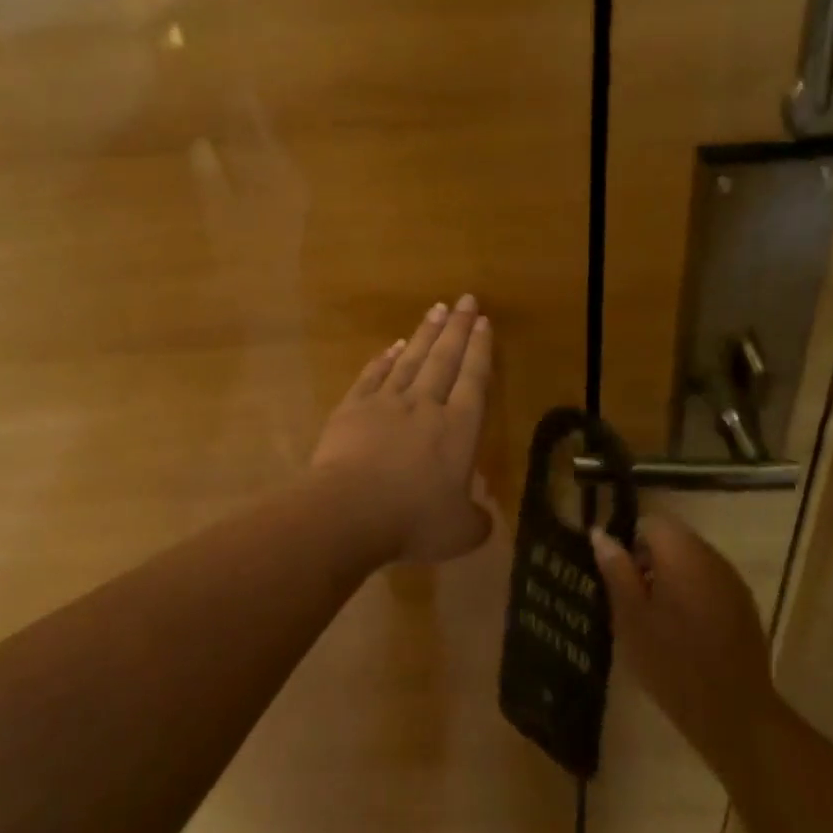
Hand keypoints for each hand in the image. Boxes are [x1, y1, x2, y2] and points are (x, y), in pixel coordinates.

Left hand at [312, 295, 493, 566]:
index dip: (480, 350)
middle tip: (465, 299)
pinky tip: (392, 346)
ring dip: (425, 334)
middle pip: (445, 359)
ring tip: (437, 309)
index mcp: (458, 429)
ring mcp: (386, 403)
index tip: (483, 322)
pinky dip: (384, 359)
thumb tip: (481, 517)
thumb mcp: (459, 532)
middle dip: (458, 328)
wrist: (349, 511)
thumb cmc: (412, 520)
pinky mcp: (352, 409)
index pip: (474, 380)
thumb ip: (475, 521)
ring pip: (411, 359)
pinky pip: (372, 376)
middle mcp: (425, 406)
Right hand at [590, 515, 776, 771]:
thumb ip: (616, 569)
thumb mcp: (630, 616)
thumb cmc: (671, 662)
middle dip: (649, 560)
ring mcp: (732, 581)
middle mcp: (711, 557)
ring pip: (692, 561)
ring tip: (654, 618)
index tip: (618, 574)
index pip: (652, 522)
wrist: (733, 713)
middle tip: (631, 600)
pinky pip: (709, 582)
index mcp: (682, 554)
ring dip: (671, 577)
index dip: (630, 541)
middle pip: (674, 539)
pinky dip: (692, 594)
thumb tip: (600, 533)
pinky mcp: (743, 605)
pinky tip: (683, 630)